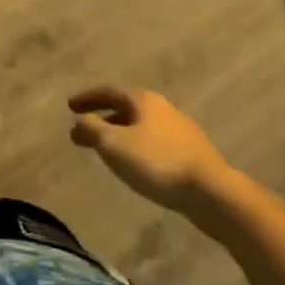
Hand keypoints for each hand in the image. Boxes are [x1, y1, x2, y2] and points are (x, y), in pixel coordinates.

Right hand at [69, 86, 233, 216]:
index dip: (88, 98)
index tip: (70, 106)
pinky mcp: (193, 155)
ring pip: (143, 127)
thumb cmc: (157, 163)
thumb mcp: (114, 145)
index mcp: (143, 100)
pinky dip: (139, 148)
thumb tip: (78, 122)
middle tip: (85, 129)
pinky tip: (138, 166)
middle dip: (104, 118)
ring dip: (122, 134)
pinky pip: (157, 144)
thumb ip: (91, 130)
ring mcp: (182, 131)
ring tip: (109, 150)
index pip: (109, 91)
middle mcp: (163, 109)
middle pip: (127, 108)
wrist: (213, 194)